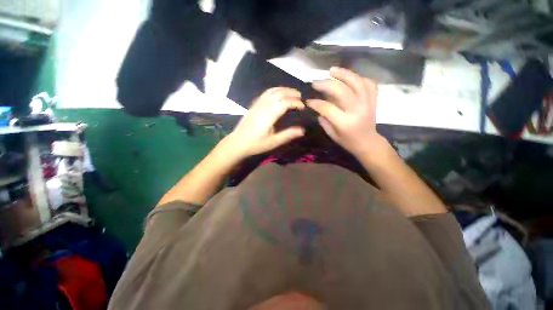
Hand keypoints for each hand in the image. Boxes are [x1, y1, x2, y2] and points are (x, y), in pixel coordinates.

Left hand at [223, 87, 305, 159]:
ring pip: (272, 91)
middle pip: (279, 93)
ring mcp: (257, 104)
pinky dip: (275, 90)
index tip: (303, 107)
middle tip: (301, 98)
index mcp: (269, 115)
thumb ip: (288, 134)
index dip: (296, 102)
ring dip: (284, 90)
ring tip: (293, 93)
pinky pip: (266, 93)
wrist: (238, 142)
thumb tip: (302, 130)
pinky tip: (279, 94)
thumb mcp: (273, 142)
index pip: (285, 102)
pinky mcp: (254, 105)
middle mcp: (263, 106)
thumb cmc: (256, 144)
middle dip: (292, 93)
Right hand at [307, 67, 379, 157]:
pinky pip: (369, 84)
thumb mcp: (332, 135)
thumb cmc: (348, 141)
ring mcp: (368, 103)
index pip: (327, 108)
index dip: (316, 103)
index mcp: (345, 123)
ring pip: (357, 83)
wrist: (368, 143)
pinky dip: (359, 78)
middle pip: (341, 91)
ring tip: (332, 70)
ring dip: (344, 74)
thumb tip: (317, 106)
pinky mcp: (373, 100)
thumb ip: (324, 121)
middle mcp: (357, 110)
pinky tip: (350, 77)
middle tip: (316, 83)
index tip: (308, 100)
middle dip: (326, 84)